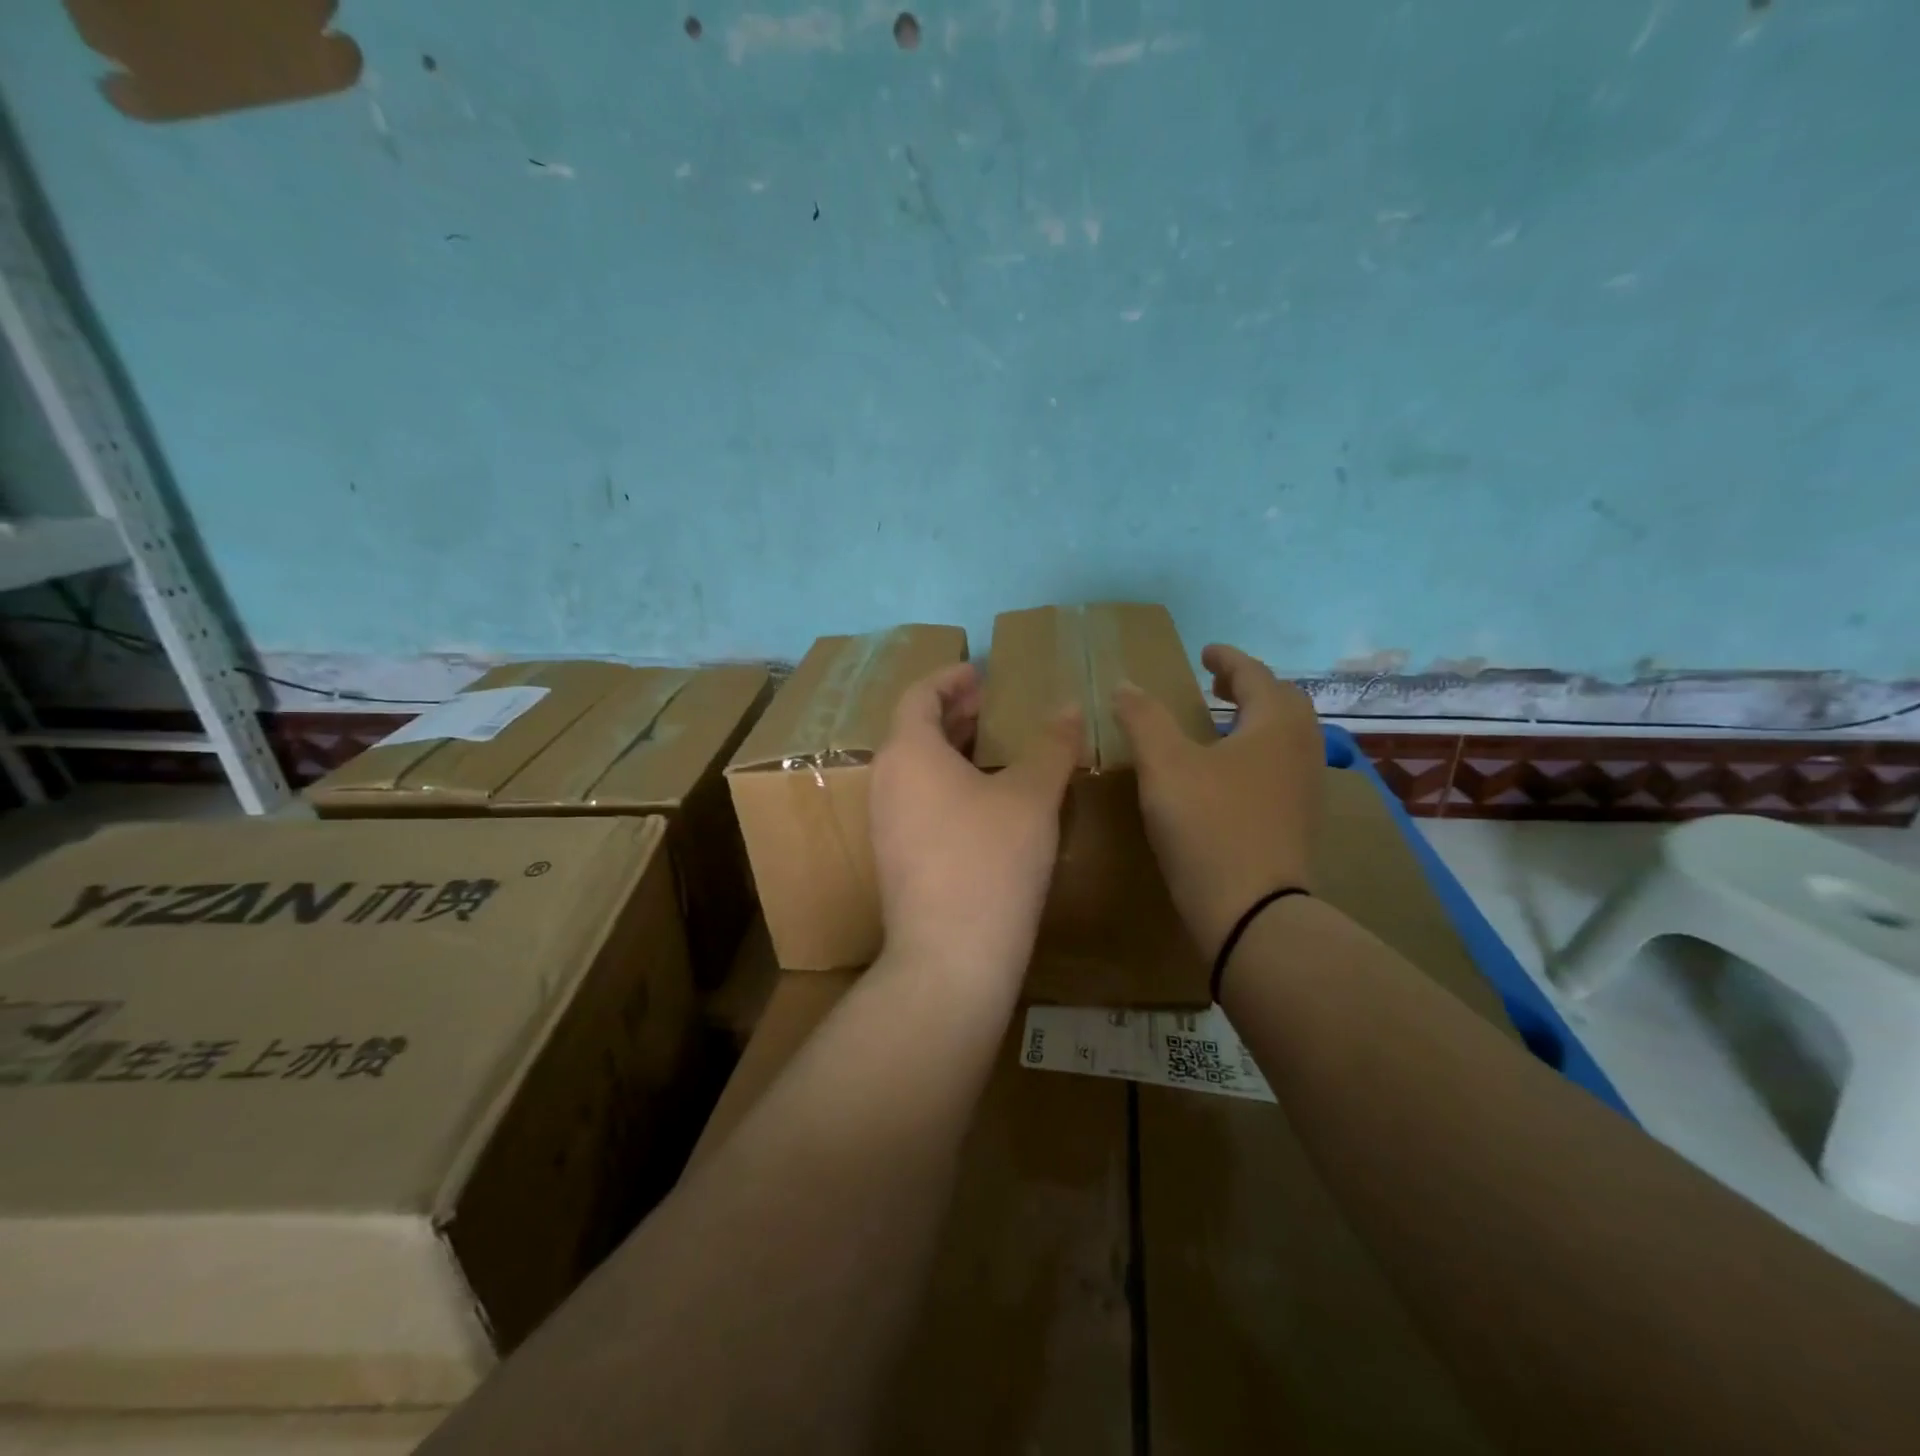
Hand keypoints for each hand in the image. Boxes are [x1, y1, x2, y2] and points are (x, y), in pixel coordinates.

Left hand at [870, 663, 1080, 984]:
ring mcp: (886, 822)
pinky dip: (949, 783)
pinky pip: (919, 799)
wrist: (950, 957)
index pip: (920, 695)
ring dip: (953, 749)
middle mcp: (886, 780)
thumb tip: (1069, 706)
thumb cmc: (990, 860)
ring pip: (917, 768)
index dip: (950, 678)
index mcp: (908, 752)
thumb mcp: (1031, 796)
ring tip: (996, 747)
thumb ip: (1051, 745)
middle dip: (955, 712)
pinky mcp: (896, 856)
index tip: (980, 671)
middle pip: (915, 729)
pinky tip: (987, 800)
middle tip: (994, 706)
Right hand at [1113, 644, 1324, 957]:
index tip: (1205, 652)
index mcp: (1275, 724)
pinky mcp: (1298, 820)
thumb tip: (1125, 684)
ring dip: (1254, 720)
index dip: (1227, 659)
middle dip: (1248, 686)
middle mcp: (1301, 749)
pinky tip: (1227, 773)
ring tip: (1219, 724)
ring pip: (1284, 737)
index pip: (1255, 674)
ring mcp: (1305, 788)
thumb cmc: (1209, 826)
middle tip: (1215, 683)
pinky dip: (1256, 752)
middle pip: (1282, 702)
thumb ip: (1144, 719)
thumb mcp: (1164, 766)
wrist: (1252, 911)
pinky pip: (1280, 766)